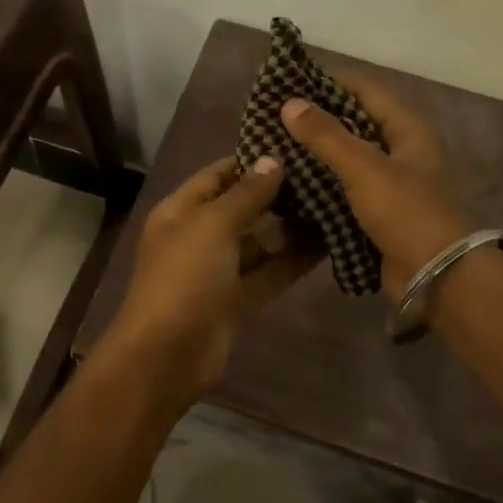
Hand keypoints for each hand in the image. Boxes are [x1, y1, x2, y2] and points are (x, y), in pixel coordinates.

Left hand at [104, 156, 318, 396]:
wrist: (167, 355)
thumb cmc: (184, 278)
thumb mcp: (212, 226)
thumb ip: (246, 194)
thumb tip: (272, 160)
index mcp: (181, 211)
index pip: (218, 175)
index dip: (251, 161)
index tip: (294, 147)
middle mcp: (198, 235)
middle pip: (241, 207)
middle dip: (278, 194)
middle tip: (325, 175)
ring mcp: (217, 270)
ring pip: (259, 242)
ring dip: (291, 228)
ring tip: (335, 206)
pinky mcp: (236, 299)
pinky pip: (268, 273)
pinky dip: (292, 261)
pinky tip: (328, 245)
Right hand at [280, 75, 473, 295]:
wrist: (438, 276)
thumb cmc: (406, 213)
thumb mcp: (364, 168)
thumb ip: (326, 136)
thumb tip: (289, 103)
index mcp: (407, 129)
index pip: (366, 89)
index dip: (329, 82)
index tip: (289, 84)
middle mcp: (401, 151)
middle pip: (355, 123)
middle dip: (317, 120)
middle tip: (274, 120)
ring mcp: (391, 183)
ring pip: (348, 158)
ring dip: (316, 155)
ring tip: (275, 149)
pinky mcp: (379, 212)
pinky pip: (346, 189)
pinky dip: (322, 185)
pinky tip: (291, 186)